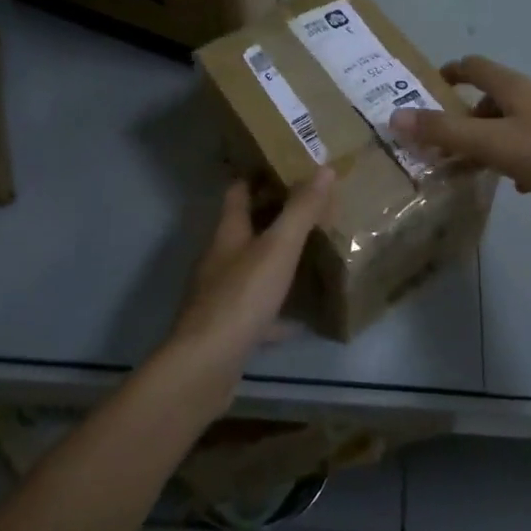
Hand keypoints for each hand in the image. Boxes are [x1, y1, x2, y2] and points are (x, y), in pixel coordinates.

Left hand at [164, 171, 334, 383]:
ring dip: (277, 260)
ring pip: (252, 268)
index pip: (238, 191)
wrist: (206, 365)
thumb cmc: (241, 297)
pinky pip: (258, 310)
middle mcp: (220, 259)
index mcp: (228, 233)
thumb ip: (301, 210)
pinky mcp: (229, 327)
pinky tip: (302, 317)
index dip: (257, 175)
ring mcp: (221, 295)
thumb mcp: (278, 248)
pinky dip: (279, 309)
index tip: (285, 164)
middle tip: (312, 207)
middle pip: (246, 228)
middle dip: (274, 216)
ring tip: (312, 253)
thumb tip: (324, 168)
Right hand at [390, 56, 530, 201]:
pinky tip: (517, 183)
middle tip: (447, 141)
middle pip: (493, 97)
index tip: (432, 86)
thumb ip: (443, 132)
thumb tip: (394, 116)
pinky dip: (518, 157)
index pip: (475, 66)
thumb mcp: (489, 142)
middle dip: (468, 116)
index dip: (451, 72)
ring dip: (492, 138)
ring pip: (514, 122)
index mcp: (514, 87)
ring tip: (477, 165)